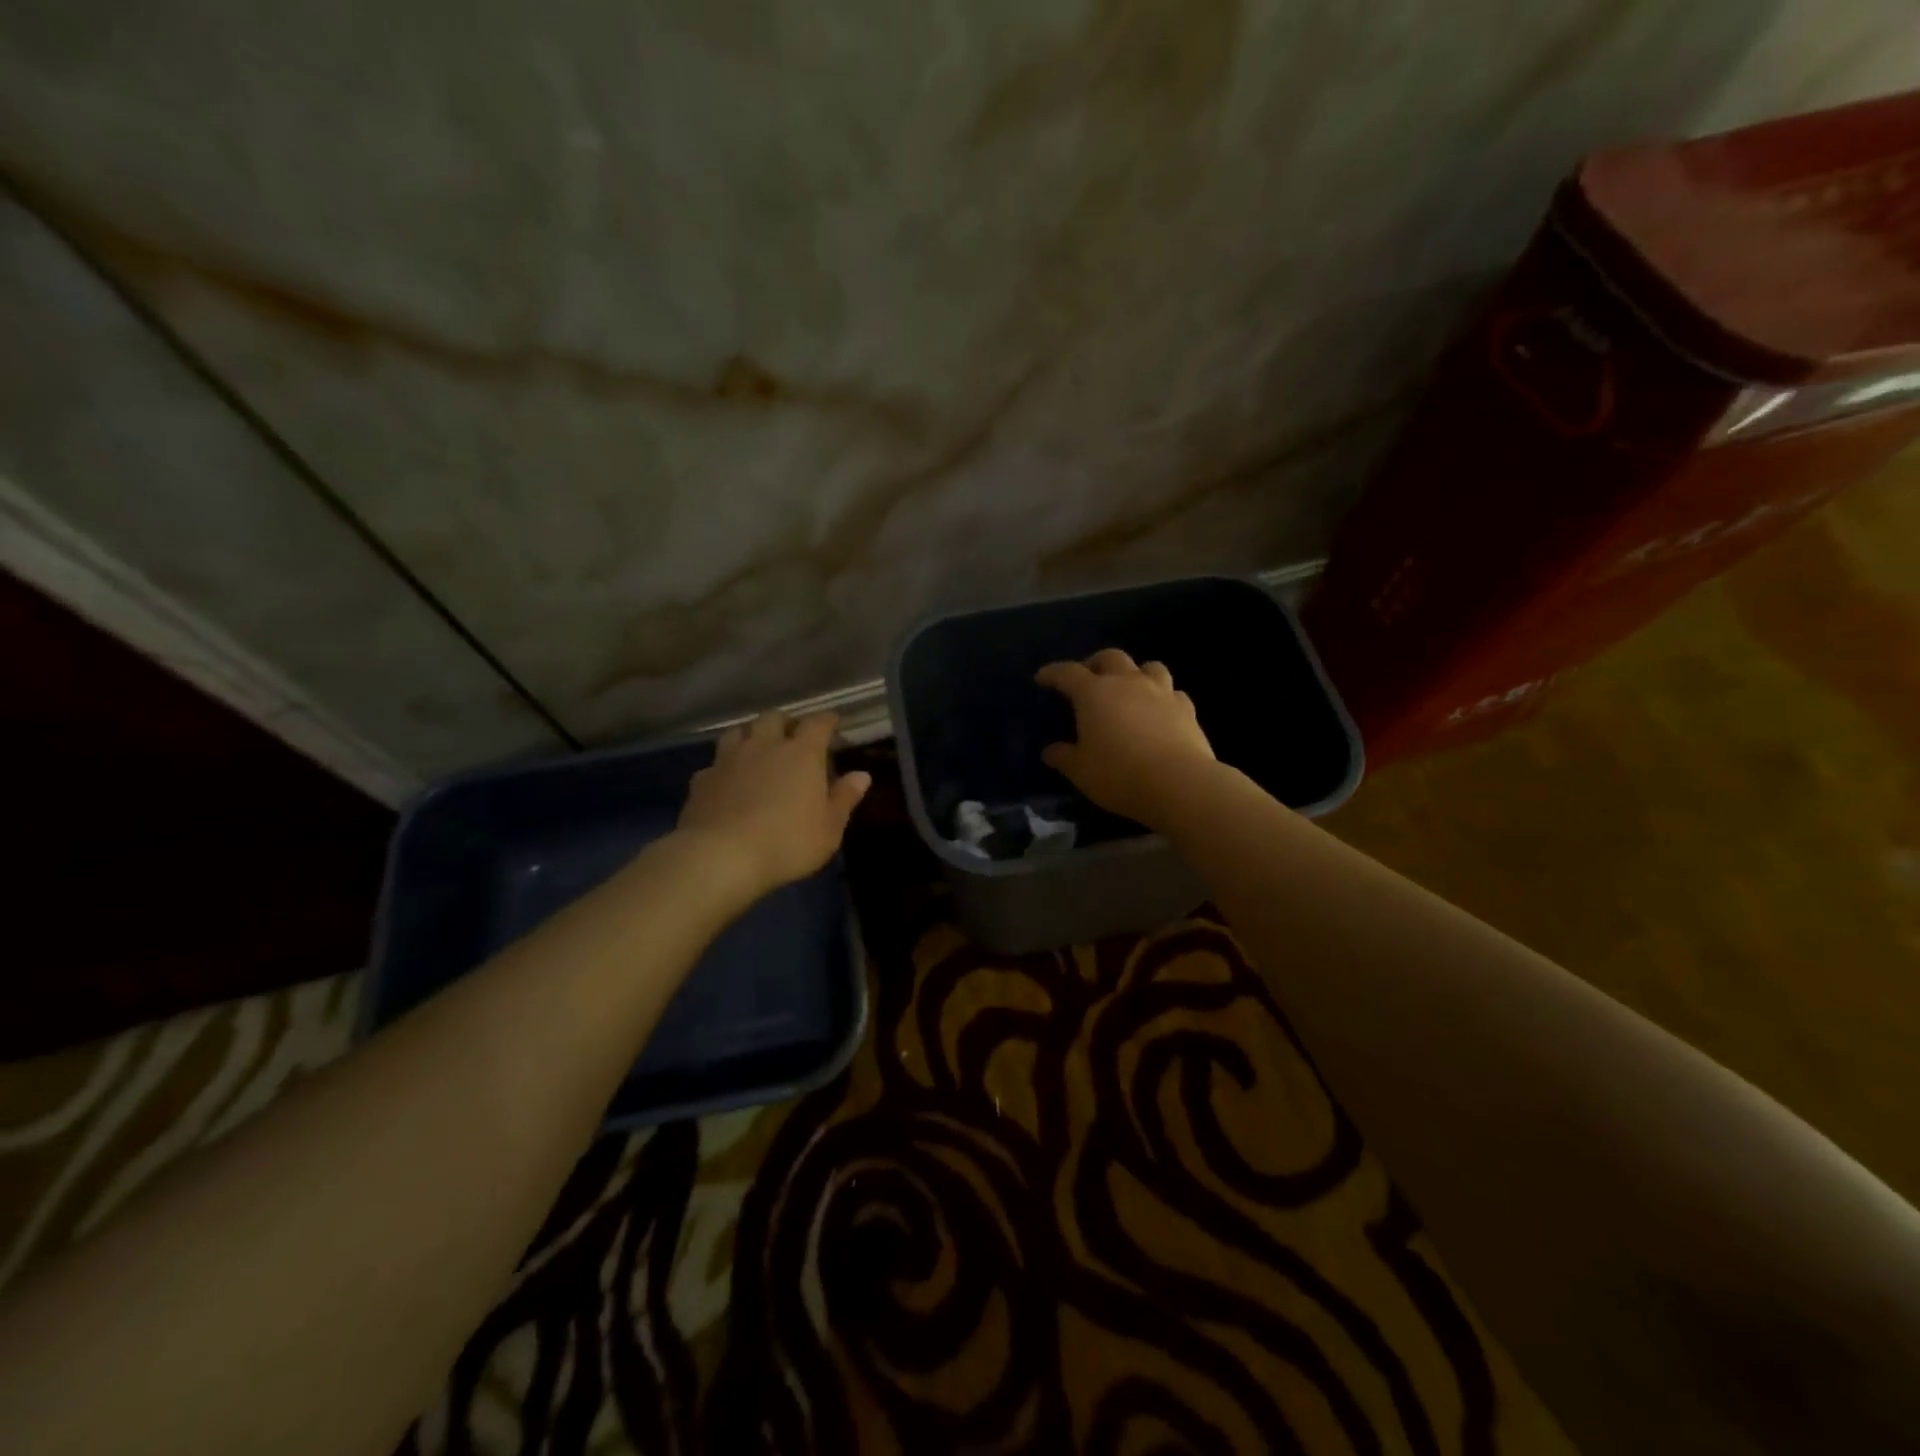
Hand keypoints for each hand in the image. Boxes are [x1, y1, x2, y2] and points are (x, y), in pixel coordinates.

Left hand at [673, 710, 871, 901]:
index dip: (827, 720)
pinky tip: (727, 782)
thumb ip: (845, 798)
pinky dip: (724, 768)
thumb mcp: (829, 828)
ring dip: (750, 736)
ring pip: (738, 732)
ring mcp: (728, 760)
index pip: (818, 723)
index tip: (834, 722)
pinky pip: (715, 764)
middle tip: (792, 735)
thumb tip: (862, 775)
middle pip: (773, 718)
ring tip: (757, 750)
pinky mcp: (701, 780)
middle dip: (785, 722)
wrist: (721, 857)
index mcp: (801, 754)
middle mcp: (764, 746)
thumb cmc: (787, 842)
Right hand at [1035, 649, 1215, 826]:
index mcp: (1094, 693)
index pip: (1067, 673)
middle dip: (1095, 663)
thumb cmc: (1119, 775)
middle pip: (1110, 657)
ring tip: (1129, 689)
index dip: (1052, 673)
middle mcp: (1128, 683)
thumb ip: (1063, 757)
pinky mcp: (1187, 709)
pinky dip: (1163, 697)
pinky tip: (1160, 712)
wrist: (1179, 784)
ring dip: (1135, 673)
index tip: (1042, 678)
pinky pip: (1173, 693)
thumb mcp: (1080, 771)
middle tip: (1087, 679)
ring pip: (1148, 667)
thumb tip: (1050, 751)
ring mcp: (1161, 692)